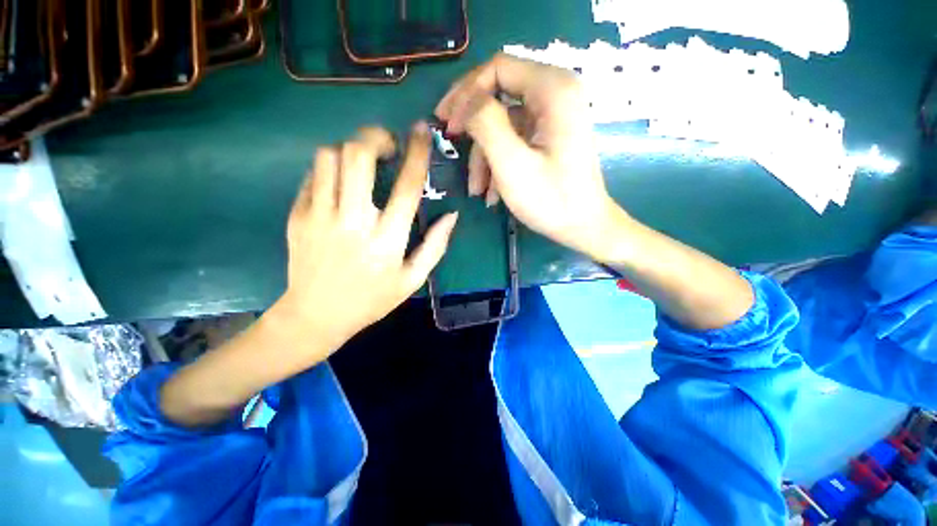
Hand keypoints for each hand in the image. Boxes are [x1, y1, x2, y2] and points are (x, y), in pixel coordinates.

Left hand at [272, 124, 458, 350]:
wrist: (317, 315)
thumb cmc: (372, 299)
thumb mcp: (413, 279)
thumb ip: (435, 246)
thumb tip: (451, 215)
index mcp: (387, 240)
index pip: (407, 186)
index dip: (417, 153)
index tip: (421, 130)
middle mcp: (353, 222)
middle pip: (358, 156)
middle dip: (375, 137)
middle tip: (387, 146)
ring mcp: (319, 217)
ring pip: (329, 157)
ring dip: (350, 151)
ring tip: (362, 165)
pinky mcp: (298, 216)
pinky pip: (312, 175)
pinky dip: (330, 169)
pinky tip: (340, 183)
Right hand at [435, 53, 621, 258]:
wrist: (583, 227)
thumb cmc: (551, 199)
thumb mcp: (512, 163)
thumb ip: (485, 124)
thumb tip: (465, 104)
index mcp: (552, 89)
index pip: (497, 68)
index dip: (466, 92)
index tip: (447, 124)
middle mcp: (555, 93)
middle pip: (498, 93)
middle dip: (472, 125)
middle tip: (450, 142)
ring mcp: (552, 117)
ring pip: (503, 123)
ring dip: (484, 156)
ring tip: (476, 190)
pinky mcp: (548, 136)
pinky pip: (514, 139)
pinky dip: (498, 163)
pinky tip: (491, 193)